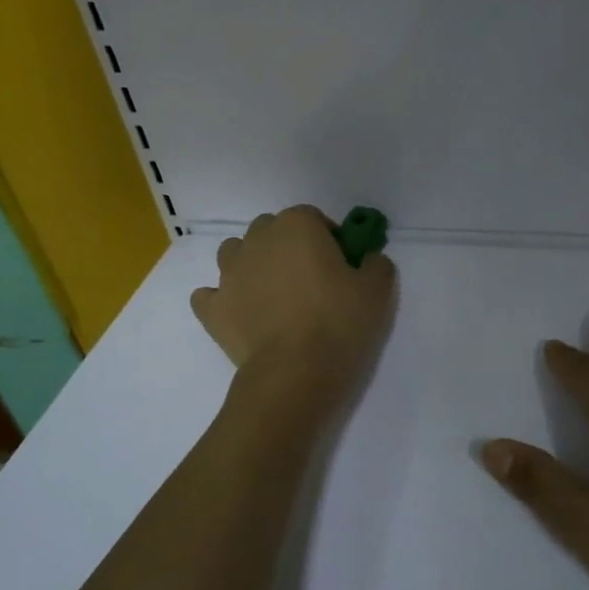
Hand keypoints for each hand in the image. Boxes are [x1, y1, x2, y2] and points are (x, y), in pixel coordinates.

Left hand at [191, 206, 396, 398]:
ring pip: (235, 254)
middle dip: (287, 247)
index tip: (340, 264)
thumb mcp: (377, 290)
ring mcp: (228, 273)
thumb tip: (369, 260)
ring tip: (272, 295)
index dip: (327, 237)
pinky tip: (241, 316)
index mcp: (296, 226)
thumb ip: (376, 264)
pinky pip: (211, 295)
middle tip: (309, 280)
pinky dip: (223, 301)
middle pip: (271, 230)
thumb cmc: (338, 322)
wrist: (295, 372)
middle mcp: (257, 240)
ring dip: (251, 265)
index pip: (312, 217)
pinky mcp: (212, 308)